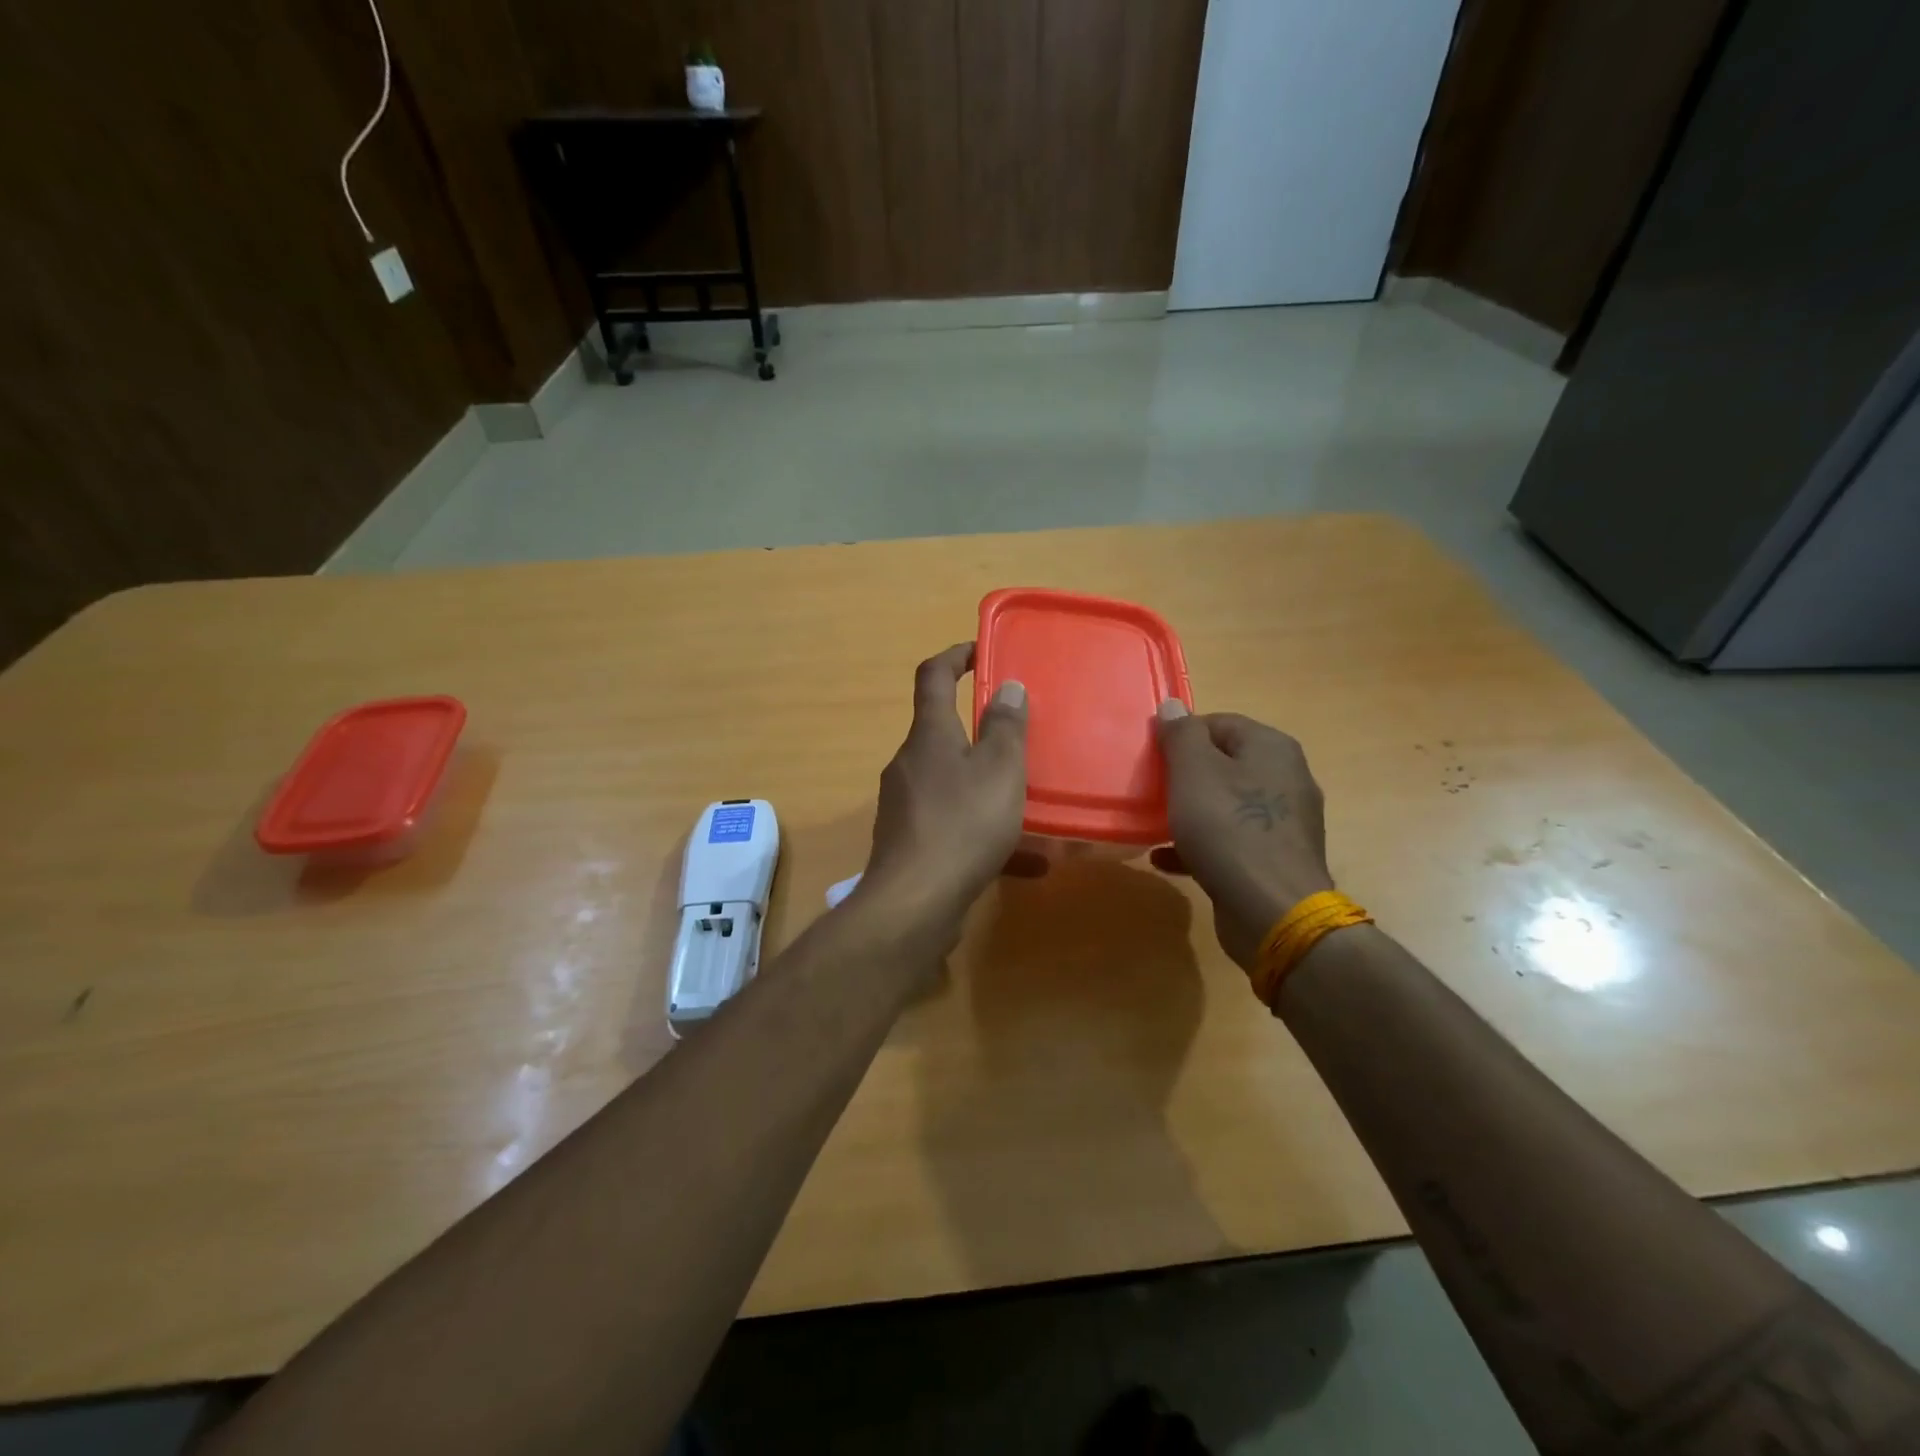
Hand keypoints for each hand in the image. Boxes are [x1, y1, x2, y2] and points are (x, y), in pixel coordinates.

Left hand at [856, 643, 1028, 948]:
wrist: (913, 904)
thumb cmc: (962, 825)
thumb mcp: (999, 770)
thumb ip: (1005, 726)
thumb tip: (1006, 685)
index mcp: (928, 736)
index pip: (933, 676)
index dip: (955, 655)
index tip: (980, 651)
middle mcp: (908, 763)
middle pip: (941, 732)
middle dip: (978, 730)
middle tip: (1017, 737)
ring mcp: (904, 805)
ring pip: (949, 781)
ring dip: (984, 784)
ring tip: (1026, 802)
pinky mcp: (907, 841)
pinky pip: (950, 822)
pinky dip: (981, 828)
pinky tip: (1022, 861)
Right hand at [1151, 704, 1333, 971]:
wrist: (1272, 910)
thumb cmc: (1228, 829)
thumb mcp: (1194, 772)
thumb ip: (1181, 735)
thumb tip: (1173, 706)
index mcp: (1271, 748)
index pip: (1219, 723)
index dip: (1182, 736)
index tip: (1152, 757)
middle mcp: (1286, 778)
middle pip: (1224, 763)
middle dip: (1185, 775)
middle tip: (1152, 789)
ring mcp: (1284, 821)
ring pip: (1226, 804)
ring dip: (1190, 811)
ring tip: (1154, 824)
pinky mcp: (1274, 858)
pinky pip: (1231, 841)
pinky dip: (1200, 845)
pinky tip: (1167, 857)